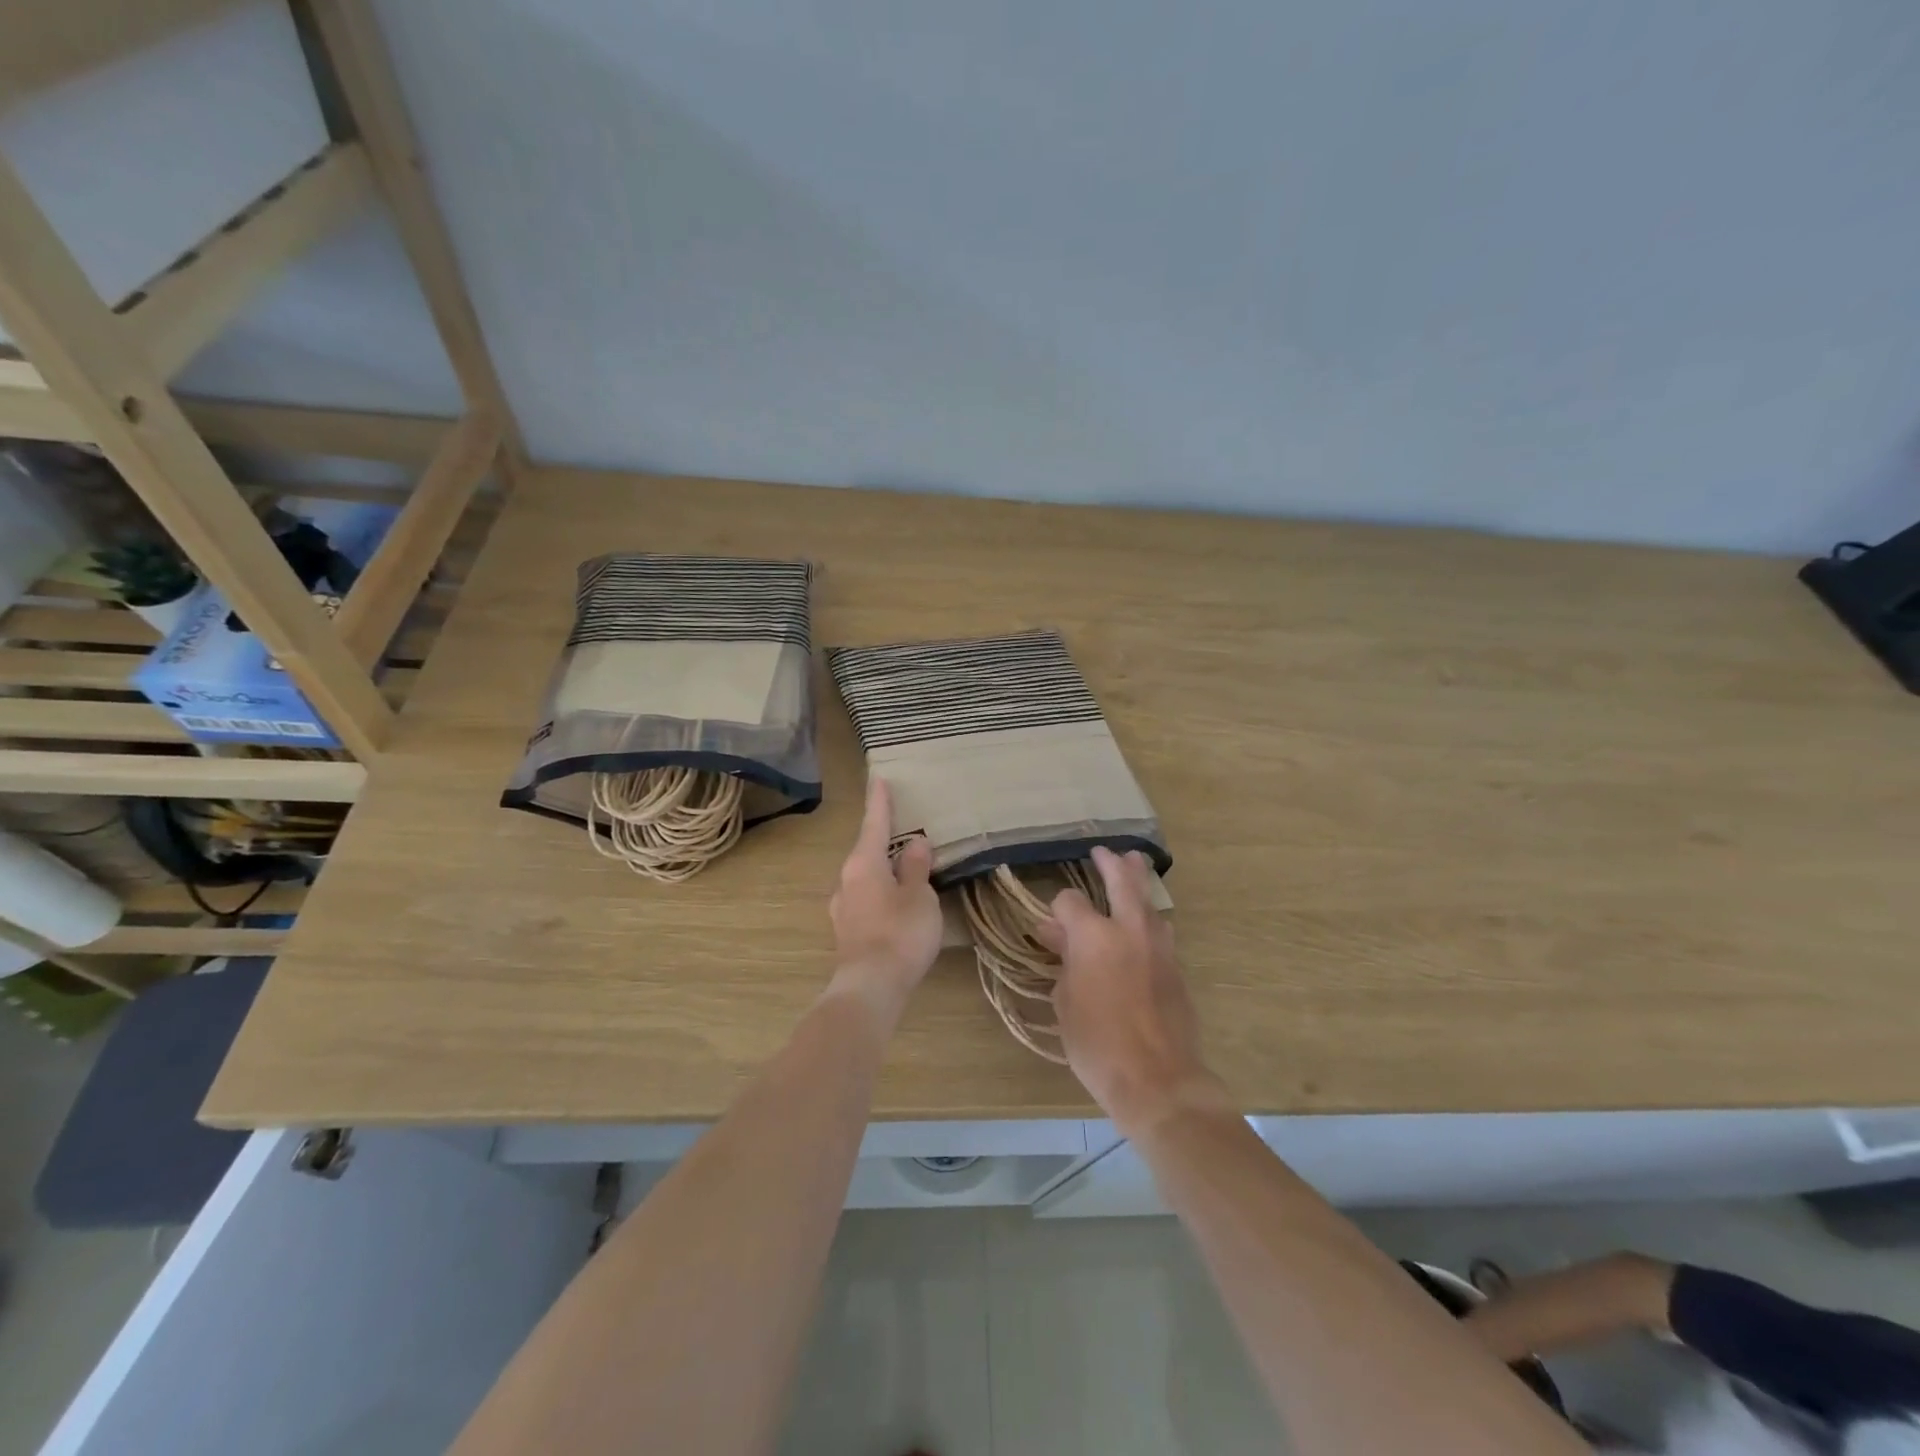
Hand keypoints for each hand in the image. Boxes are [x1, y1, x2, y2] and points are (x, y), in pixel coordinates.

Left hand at [827, 777, 942, 1023]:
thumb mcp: (919, 895)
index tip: (879, 778)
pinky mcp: (848, 932)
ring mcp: (844, 908)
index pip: (874, 823)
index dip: (880, 802)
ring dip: (885, 869)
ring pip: (867, 877)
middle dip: (885, 840)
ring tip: (907, 869)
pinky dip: (883, 892)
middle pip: (868, 851)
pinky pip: (867, 899)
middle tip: (904, 828)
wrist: (871, 988)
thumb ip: (916, 867)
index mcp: (863, 864)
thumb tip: (915, 843)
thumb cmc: (900, 933)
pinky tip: (897, 903)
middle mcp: (847, 880)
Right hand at [1038, 847, 1228, 1135]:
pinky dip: (1150, 916)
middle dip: (1110, 863)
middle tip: (1104, 853)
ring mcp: (1158, 945)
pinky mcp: (1176, 965)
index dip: (1057, 909)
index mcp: (1093, 935)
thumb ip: (1064, 961)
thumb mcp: (1065, 1002)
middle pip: (1122, 880)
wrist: (1156, 1078)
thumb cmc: (1096, 1043)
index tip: (1050, 924)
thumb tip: (1057, 936)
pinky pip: (1161, 927)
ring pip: (1149, 900)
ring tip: (1132, 867)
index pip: (1070, 901)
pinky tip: (1144, 920)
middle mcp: (1128, 929)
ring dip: (1138, 882)